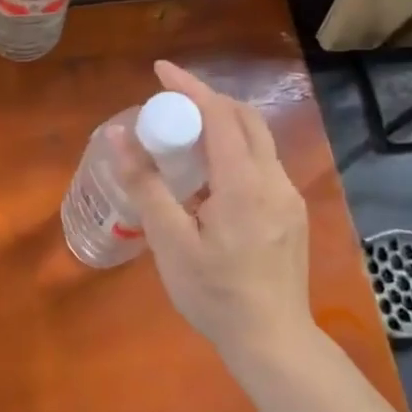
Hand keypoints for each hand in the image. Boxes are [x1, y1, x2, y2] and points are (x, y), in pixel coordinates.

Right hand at [115, 60, 312, 364]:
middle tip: (170, 103)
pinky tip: (209, 177)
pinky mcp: (291, 213)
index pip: (220, 114)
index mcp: (245, 184)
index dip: (189, 87)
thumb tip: (121, 136)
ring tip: (183, 136)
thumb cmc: (215, 295)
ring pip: (257, 140)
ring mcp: (288, 197)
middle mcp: (274, 180)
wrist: (273, 342)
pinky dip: (234, 150)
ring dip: (222, 124)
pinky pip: (261, 163)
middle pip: (245, 118)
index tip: (160, 70)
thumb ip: (146, 185)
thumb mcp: (171, 243)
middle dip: (207, 99)